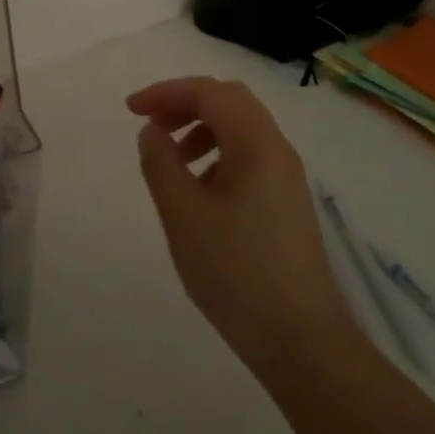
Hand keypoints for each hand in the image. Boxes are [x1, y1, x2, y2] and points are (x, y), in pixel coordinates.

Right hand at [129, 78, 360, 384]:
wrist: (302, 341)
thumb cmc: (236, 272)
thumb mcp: (184, 215)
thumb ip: (161, 164)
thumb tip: (152, 131)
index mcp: (256, 142)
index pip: (209, 92)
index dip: (166, 92)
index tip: (131, 110)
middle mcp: (277, 148)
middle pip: (229, 101)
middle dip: (186, 104)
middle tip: (153, 127)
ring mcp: (287, 176)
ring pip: (241, 129)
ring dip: (202, 129)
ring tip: (173, 161)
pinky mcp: (288, 202)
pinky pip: (250, 156)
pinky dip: (219, 155)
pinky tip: (201, 193)